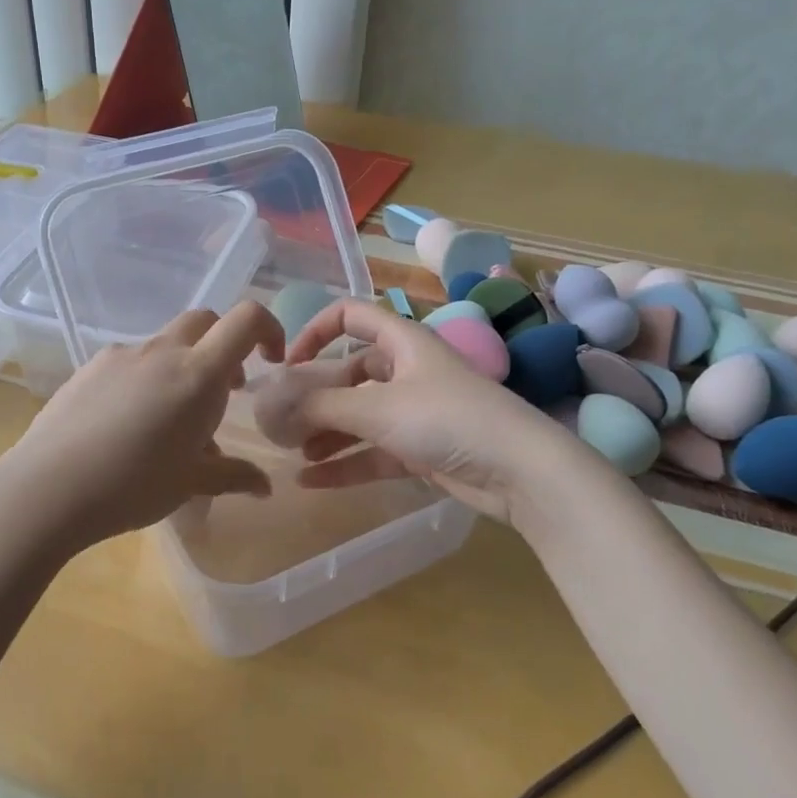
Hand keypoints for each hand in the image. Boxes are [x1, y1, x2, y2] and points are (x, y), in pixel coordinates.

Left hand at [0, 302, 285, 556]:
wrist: (47, 488)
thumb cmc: (132, 486)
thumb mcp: (191, 485)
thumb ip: (233, 476)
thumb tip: (264, 486)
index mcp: (197, 373)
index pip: (246, 319)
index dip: (268, 328)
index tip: (270, 360)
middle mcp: (162, 351)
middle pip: (205, 321)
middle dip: (224, 345)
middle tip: (224, 390)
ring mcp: (122, 354)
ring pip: (166, 343)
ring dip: (183, 366)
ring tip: (172, 420)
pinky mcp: (90, 366)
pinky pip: (132, 360)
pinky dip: (147, 377)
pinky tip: (129, 423)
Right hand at [275, 299, 557, 521]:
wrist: (520, 471)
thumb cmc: (447, 419)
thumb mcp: (378, 408)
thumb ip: (323, 406)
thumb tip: (277, 404)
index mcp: (402, 342)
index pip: (351, 315)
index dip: (316, 331)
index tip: (288, 363)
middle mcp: (407, 370)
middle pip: (349, 373)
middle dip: (315, 395)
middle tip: (281, 420)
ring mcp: (415, 412)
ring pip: (359, 416)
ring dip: (325, 432)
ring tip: (291, 452)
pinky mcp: (421, 449)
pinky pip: (372, 452)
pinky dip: (344, 464)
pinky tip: (309, 482)